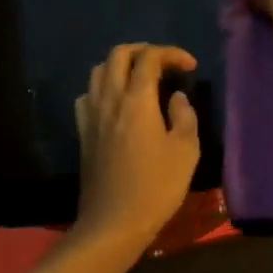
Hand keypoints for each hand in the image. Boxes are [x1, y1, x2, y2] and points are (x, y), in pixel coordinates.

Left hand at [72, 44, 201, 253]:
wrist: (113, 222)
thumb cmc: (156, 187)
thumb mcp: (185, 151)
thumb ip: (184, 117)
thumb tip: (177, 98)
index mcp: (136, 100)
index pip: (150, 58)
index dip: (171, 54)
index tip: (189, 66)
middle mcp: (109, 100)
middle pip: (118, 55)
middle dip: (143, 51)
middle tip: (164, 64)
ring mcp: (91, 116)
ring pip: (98, 72)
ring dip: (120, 66)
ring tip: (140, 79)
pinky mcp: (83, 133)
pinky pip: (87, 96)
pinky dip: (103, 89)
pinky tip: (116, 104)